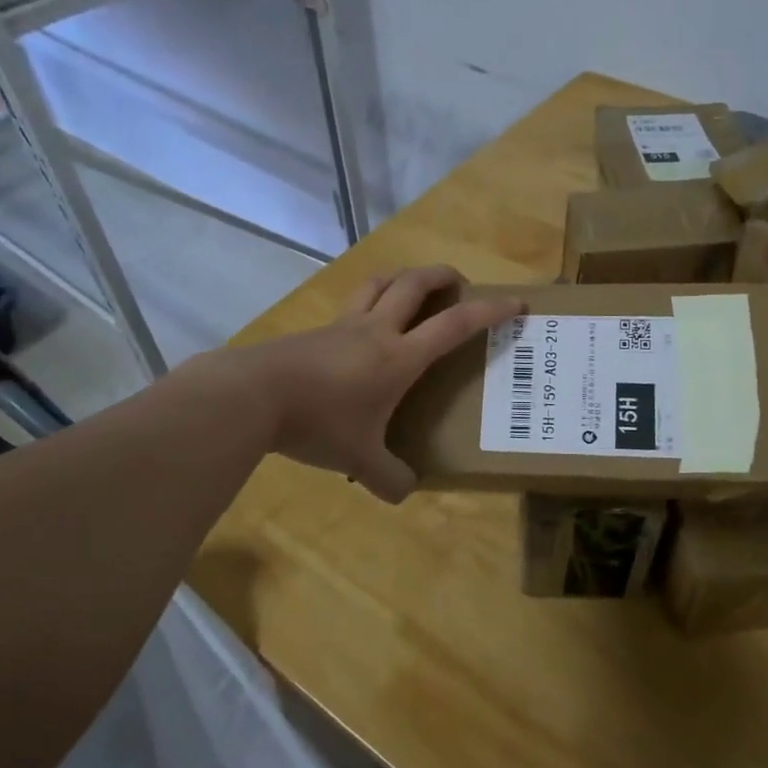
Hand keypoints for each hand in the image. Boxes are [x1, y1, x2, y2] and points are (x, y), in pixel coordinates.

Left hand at [247, 265, 522, 503]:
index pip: (454, 325)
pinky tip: (364, 327)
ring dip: (403, 277)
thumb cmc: (318, 421)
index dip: (489, 311)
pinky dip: (370, 301)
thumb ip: (388, 478)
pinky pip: (351, 304)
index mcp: (399, 356)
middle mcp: (376, 330)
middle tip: (459, 283)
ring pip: (379, 282)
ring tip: (413, 289)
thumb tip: (404, 492)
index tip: (515, 302)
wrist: (252, 396)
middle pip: (415, 283)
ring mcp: (342, 325)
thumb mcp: (359, 458)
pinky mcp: (316, 330)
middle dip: (443, 275)